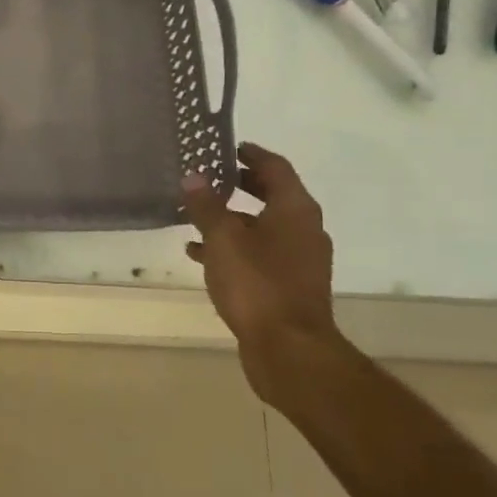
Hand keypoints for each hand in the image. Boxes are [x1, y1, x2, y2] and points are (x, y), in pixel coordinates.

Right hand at [183, 143, 339, 407]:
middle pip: (271, 195)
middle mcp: (303, 229)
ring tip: (194, 215)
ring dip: (231, 218)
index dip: (251, 154)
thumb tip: (194, 176)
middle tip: (207, 176)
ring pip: (261, 226)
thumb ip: (206, 206)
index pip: (275, 167)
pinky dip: (232, 247)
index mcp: (295, 210)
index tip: (226, 146)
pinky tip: (199, 254)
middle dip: (239, 185)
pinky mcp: (287, 284)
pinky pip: (257, 253)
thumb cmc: (257, 284)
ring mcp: (298, 259)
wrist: (289, 349)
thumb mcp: (223, 239)